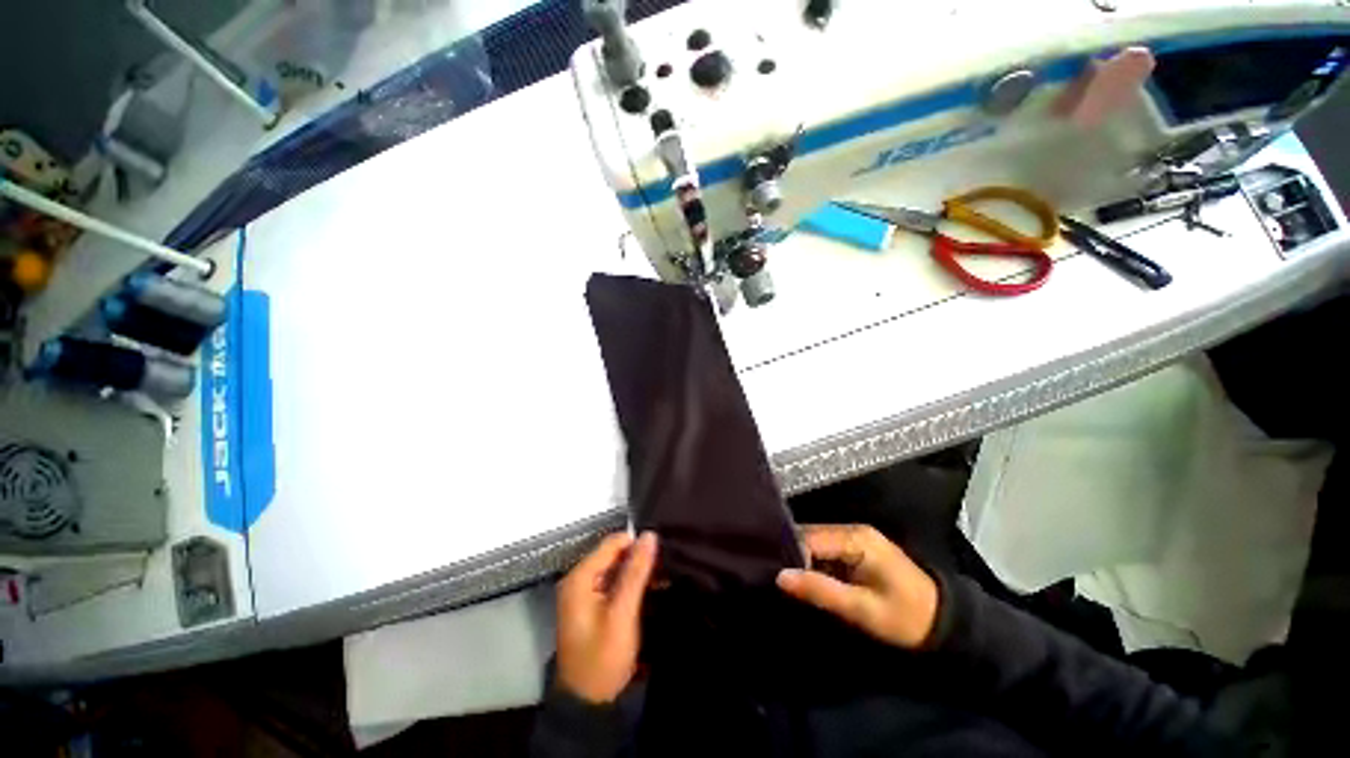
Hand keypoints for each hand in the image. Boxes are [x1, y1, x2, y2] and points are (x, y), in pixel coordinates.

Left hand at [556, 531, 657, 703]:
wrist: (588, 703)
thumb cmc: (603, 658)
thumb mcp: (622, 614)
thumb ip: (636, 572)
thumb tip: (650, 535)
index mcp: (580, 577)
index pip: (612, 543)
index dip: (637, 544)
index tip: (661, 554)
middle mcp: (579, 579)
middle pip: (614, 554)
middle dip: (638, 559)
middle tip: (665, 568)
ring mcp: (584, 593)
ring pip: (616, 568)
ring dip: (638, 572)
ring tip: (663, 579)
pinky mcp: (592, 605)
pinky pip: (614, 583)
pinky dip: (632, 584)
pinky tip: (651, 591)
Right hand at [777, 524, 938, 648]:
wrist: (944, 622)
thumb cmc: (905, 617)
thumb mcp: (862, 609)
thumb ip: (820, 591)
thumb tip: (780, 576)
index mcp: (856, 538)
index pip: (809, 538)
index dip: (791, 556)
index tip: (777, 577)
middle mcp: (852, 530)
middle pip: (810, 536)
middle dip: (793, 556)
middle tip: (778, 579)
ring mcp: (855, 537)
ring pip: (816, 542)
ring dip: (802, 560)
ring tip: (787, 579)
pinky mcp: (857, 548)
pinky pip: (826, 549)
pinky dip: (814, 562)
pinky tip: (806, 577)